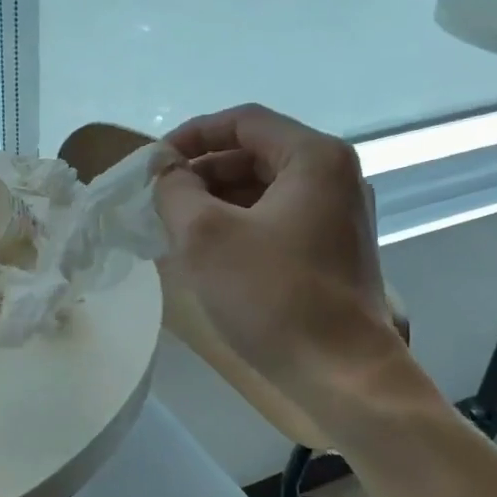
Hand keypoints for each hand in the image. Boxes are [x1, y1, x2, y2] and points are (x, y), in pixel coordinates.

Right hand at [155, 104, 398, 398]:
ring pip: (264, 190)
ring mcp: (338, 216)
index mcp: (314, 158)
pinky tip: (207, 252)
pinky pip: (276, 220)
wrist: (342, 374)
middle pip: (255, 154)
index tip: (154, 162)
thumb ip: (174, 190)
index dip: (192, 134)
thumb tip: (166, 171)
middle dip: (201, 171)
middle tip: (160, 198)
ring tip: (175, 227)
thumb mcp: (205, 235)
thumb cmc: (272, 295)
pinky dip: (238, 225)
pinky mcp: (333, 251)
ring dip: (217, 200)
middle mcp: (335, 177)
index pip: (243, 122)